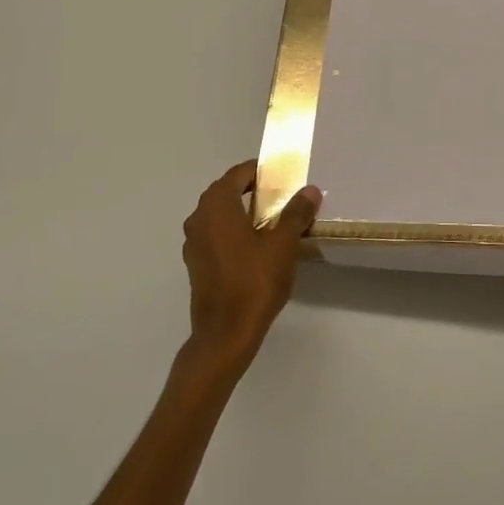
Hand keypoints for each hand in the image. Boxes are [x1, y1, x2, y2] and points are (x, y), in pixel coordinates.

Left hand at [180, 160, 320, 371]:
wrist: (225, 333)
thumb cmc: (254, 282)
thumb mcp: (283, 245)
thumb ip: (296, 214)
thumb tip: (310, 190)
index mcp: (217, 205)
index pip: (238, 174)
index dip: (259, 171)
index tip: (281, 176)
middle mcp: (199, 217)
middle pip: (225, 192)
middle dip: (251, 190)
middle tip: (279, 196)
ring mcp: (193, 242)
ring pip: (218, 214)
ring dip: (240, 211)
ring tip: (270, 221)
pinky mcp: (195, 263)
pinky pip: (214, 235)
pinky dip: (232, 231)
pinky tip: (253, 247)